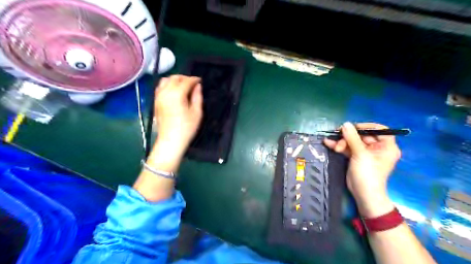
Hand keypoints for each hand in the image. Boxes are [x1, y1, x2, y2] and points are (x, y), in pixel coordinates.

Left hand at [152, 75, 201, 157]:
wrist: (170, 140)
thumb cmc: (186, 128)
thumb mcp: (197, 113)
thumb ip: (197, 97)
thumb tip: (198, 86)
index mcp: (177, 94)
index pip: (186, 81)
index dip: (194, 79)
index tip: (200, 81)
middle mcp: (165, 92)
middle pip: (174, 78)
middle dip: (184, 78)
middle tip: (192, 83)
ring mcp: (158, 97)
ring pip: (165, 80)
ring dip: (174, 80)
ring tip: (182, 86)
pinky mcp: (155, 102)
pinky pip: (160, 87)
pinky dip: (167, 85)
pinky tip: (173, 92)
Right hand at [324, 123, 399, 217]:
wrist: (363, 193)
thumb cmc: (368, 174)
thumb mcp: (360, 154)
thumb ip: (352, 138)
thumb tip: (345, 124)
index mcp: (386, 146)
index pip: (380, 130)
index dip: (366, 126)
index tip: (353, 127)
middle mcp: (377, 148)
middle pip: (362, 135)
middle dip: (348, 137)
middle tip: (338, 138)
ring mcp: (366, 153)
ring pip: (353, 141)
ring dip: (342, 142)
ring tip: (333, 146)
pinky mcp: (356, 157)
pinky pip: (347, 148)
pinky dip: (339, 146)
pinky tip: (328, 143)